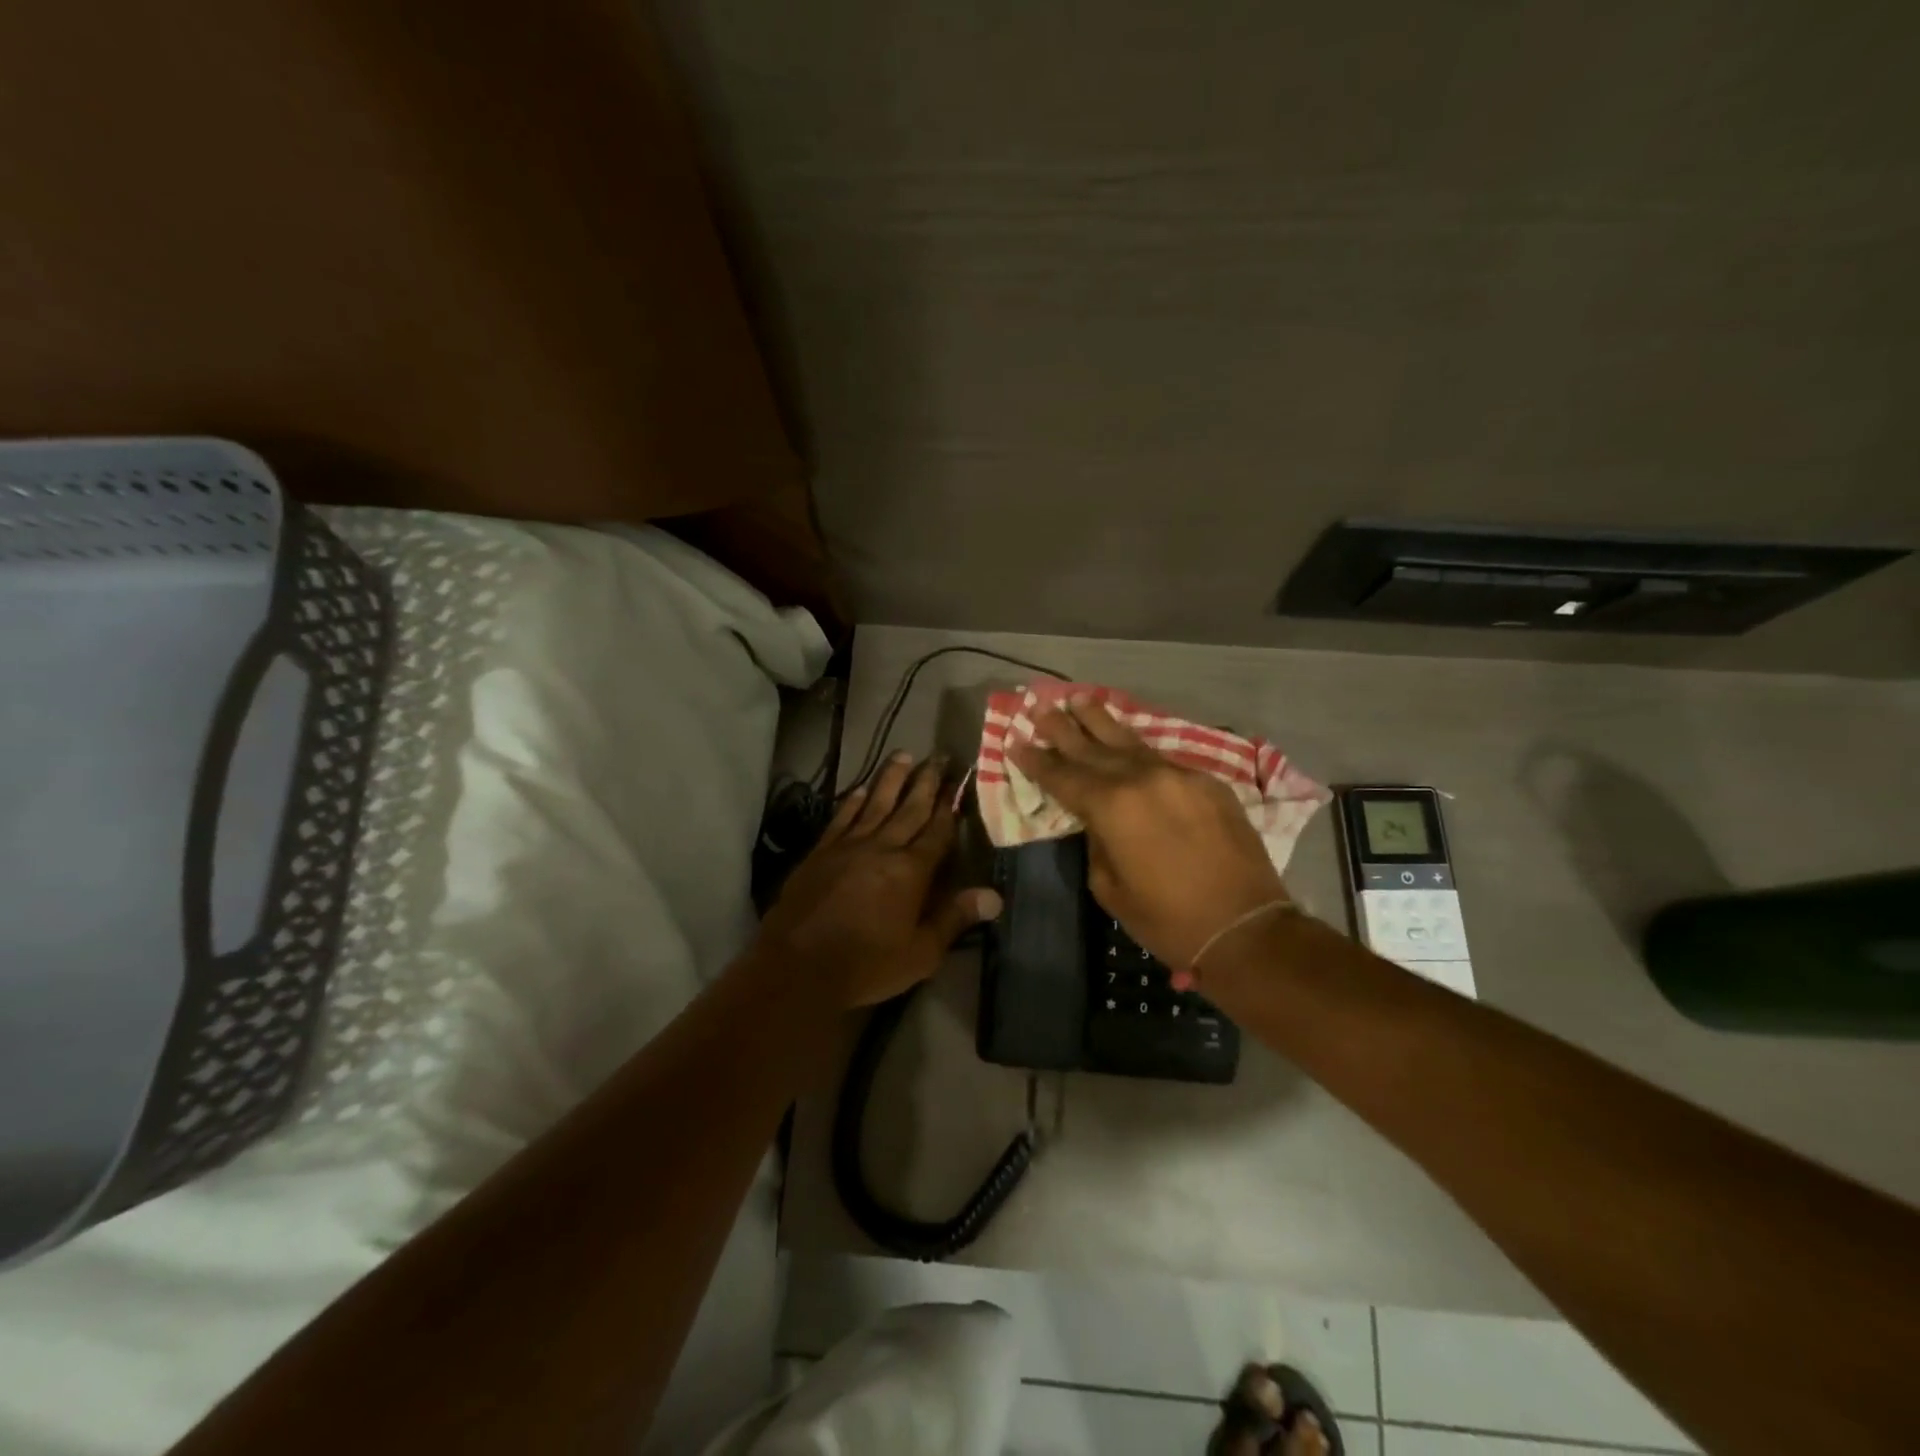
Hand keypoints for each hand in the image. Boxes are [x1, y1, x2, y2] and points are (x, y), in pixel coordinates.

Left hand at [754, 752, 1002, 1007]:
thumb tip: (995, 896)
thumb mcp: (921, 953)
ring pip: (875, 804)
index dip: (950, 806)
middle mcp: (882, 848)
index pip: (937, 831)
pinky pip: (842, 818)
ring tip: (904, 754)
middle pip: (909, 808)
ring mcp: (848, 846)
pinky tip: (862, 788)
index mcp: (911, 871)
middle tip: (939, 755)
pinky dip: (854, 800)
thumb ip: (954, 919)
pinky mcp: (821, 852)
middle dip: (926, 782)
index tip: (959, 781)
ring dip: (891, 778)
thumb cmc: (866, 964)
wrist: (798, 966)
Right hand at [1008, 699, 1288, 968]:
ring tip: (1078, 698)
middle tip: (1037, 703)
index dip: (1036, 760)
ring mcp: (1178, 775)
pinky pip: (1162, 758)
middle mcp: (1142, 779)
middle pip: (1091, 747)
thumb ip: (1097, 842)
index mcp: (1111, 807)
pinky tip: (1126, 739)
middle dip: (1061, 727)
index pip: (1063, 777)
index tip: (1015, 740)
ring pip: (1129, 741)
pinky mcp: (1207, 782)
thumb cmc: (1167, 919)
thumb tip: (1099, 821)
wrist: (1244, 927)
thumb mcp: (1109, 888)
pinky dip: (1137, 747)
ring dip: (1100, 720)